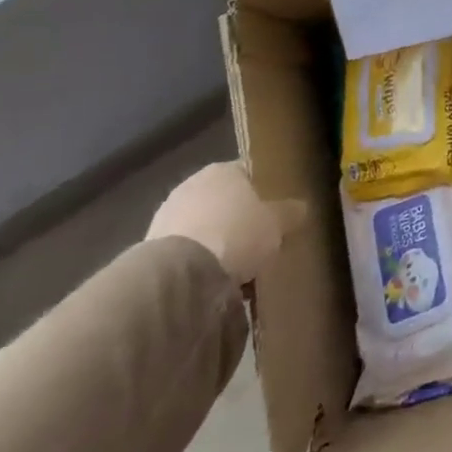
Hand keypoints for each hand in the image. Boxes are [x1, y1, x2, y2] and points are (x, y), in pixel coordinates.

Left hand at [146, 162, 302, 283]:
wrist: (181, 273)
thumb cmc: (238, 234)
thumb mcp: (278, 223)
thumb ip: (290, 212)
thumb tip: (300, 208)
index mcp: (223, 170)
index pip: (248, 172)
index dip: (264, 191)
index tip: (276, 210)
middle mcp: (192, 184)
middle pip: (224, 200)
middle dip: (239, 219)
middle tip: (260, 239)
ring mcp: (167, 214)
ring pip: (204, 226)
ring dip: (218, 242)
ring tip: (238, 267)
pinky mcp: (151, 246)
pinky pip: (187, 251)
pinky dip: (199, 262)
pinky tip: (214, 280)